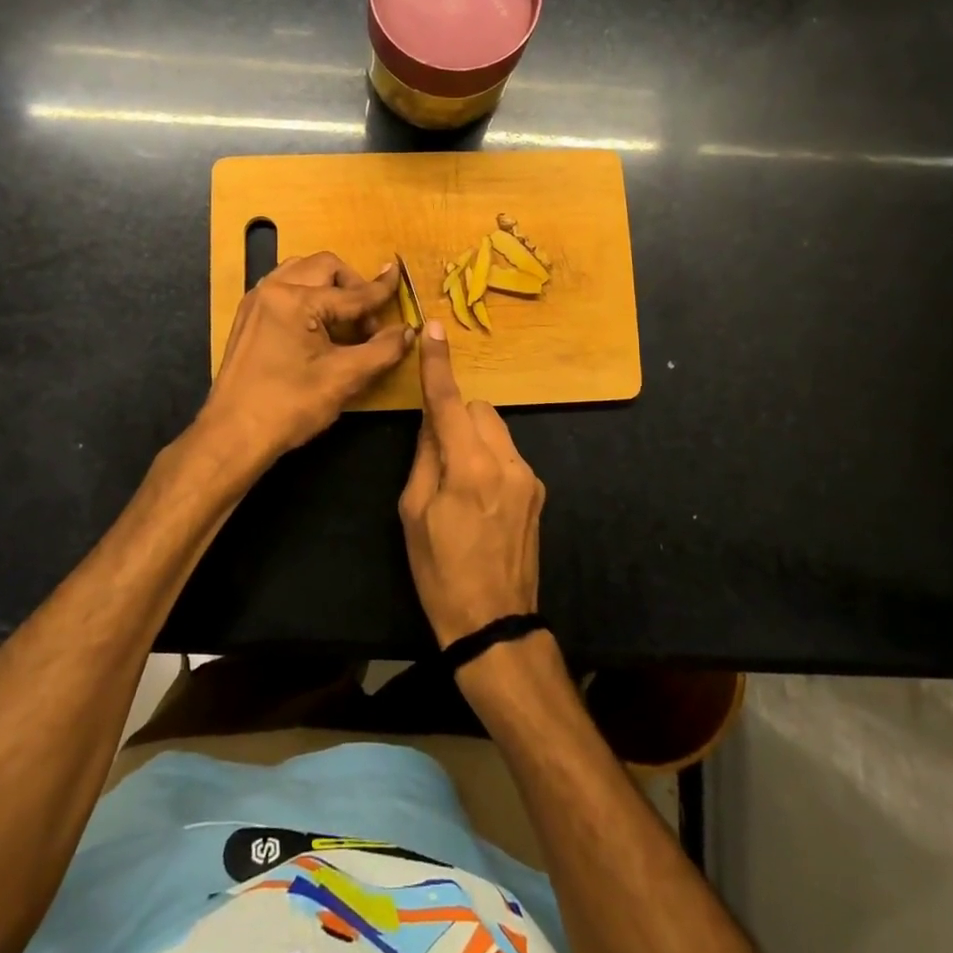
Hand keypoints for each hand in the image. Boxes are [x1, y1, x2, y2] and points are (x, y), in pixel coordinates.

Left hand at [201, 251, 413, 465]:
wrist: (233, 435)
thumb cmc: (290, 406)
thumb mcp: (344, 378)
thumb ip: (382, 350)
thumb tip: (408, 331)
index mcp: (295, 299)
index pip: (351, 293)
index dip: (381, 291)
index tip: (400, 276)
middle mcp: (272, 289)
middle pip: (324, 267)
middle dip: (352, 286)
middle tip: (368, 321)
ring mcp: (256, 301)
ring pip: (302, 272)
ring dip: (329, 287)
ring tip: (344, 321)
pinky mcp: (249, 317)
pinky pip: (285, 288)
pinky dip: (308, 295)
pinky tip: (318, 327)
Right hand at [397, 320, 544, 648]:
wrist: (495, 623)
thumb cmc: (441, 572)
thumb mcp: (414, 514)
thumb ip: (425, 457)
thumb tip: (432, 422)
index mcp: (470, 466)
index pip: (448, 402)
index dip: (438, 365)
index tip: (434, 329)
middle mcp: (507, 461)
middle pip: (478, 410)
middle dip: (456, 417)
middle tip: (436, 454)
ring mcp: (529, 476)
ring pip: (495, 431)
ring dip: (473, 439)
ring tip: (457, 483)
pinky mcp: (538, 491)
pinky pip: (508, 455)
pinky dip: (489, 459)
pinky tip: (478, 499)